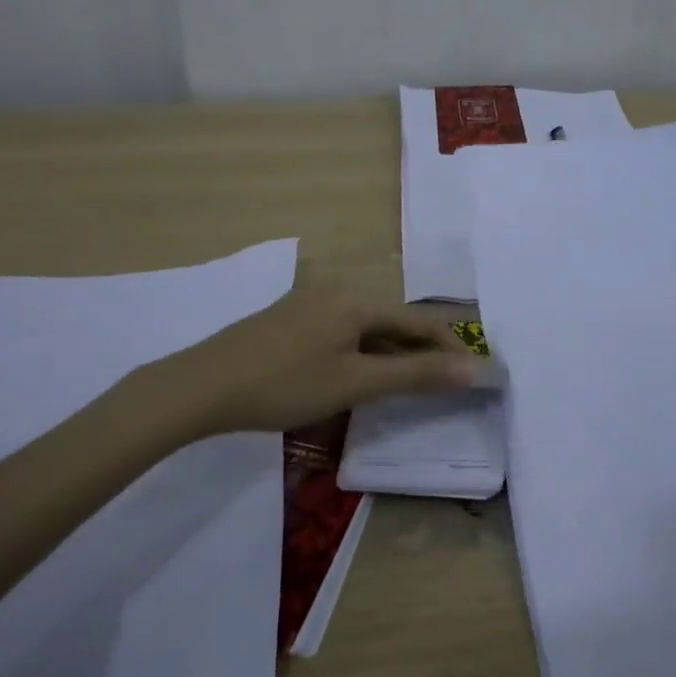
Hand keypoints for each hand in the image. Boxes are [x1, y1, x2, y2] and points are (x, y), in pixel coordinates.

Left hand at [153, 282, 490, 436]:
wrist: (202, 386)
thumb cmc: (284, 384)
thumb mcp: (355, 383)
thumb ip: (416, 375)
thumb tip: (473, 369)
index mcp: (357, 300)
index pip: (419, 321)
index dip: (450, 347)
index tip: (472, 375)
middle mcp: (338, 290)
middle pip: (394, 321)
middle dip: (421, 352)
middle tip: (442, 385)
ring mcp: (310, 301)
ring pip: (367, 327)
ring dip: (391, 354)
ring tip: (406, 385)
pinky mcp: (291, 317)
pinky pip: (343, 330)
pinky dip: (363, 351)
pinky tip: (359, 374)